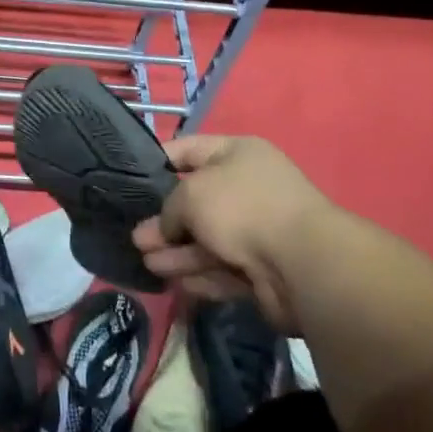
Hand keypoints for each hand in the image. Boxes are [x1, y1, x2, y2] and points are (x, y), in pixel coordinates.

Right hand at [132, 135, 333, 333]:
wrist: (302, 264)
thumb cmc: (242, 208)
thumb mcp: (191, 194)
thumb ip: (169, 209)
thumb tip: (167, 229)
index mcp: (238, 154)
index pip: (189, 149)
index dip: (158, 162)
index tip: (130, 179)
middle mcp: (248, 188)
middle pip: (196, 202)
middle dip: (165, 221)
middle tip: (136, 237)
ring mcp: (257, 230)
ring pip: (207, 240)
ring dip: (176, 252)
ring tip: (146, 263)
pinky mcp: (262, 270)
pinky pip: (222, 269)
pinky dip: (198, 275)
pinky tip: (173, 282)